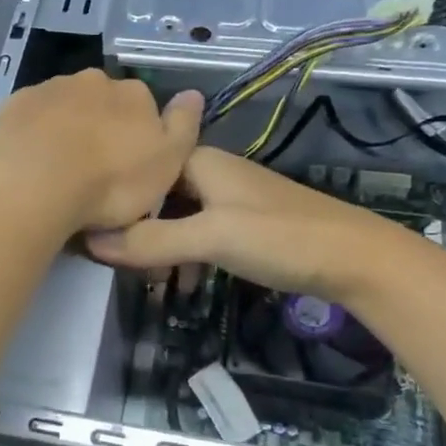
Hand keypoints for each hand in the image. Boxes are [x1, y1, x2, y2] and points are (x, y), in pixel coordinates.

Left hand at [0, 70, 201, 235]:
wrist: (37, 184)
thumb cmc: (111, 182)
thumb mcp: (167, 163)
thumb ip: (184, 126)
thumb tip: (193, 93)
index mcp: (134, 94)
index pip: (143, 107)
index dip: (137, 136)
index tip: (127, 165)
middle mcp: (94, 81)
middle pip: (103, 102)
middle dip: (100, 127)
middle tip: (92, 168)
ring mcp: (51, 88)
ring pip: (65, 106)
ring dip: (66, 128)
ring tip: (59, 169)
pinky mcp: (16, 104)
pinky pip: (32, 116)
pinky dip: (35, 133)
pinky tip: (31, 160)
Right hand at [85, 147, 375, 297]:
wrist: (355, 259)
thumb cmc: (280, 237)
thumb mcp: (211, 237)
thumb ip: (152, 240)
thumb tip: (90, 242)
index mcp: (199, 162)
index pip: (140, 168)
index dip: (113, 195)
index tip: (89, 229)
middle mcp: (210, 173)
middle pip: (155, 194)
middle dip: (133, 226)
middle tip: (113, 263)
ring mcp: (228, 200)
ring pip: (175, 217)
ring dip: (157, 245)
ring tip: (145, 280)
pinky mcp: (243, 225)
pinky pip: (197, 234)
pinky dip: (183, 255)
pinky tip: (181, 283)